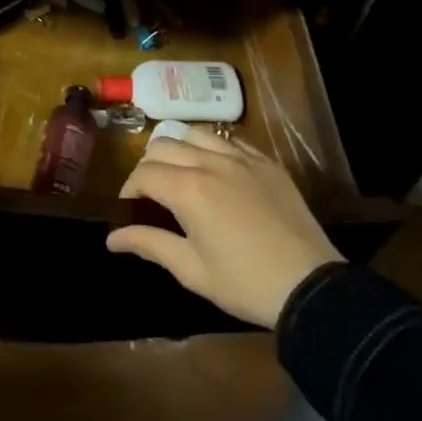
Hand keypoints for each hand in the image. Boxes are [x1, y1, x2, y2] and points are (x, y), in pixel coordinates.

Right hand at [108, 126, 342, 326]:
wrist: (310, 286)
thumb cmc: (244, 283)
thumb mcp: (190, 269)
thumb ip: (149, 243)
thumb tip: (111, 237)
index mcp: (188, 189)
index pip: (143, 174)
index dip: (129, 190)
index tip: (130, 211)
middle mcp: (210, 163)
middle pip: (163, 145)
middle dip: (148, 167)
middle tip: (152, 196)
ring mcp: (242, 158)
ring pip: (194, 135)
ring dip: (178, 151)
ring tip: (181, 176)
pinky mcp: (266, 163)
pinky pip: (229, 140)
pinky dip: (212, 149)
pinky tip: (216, 172)